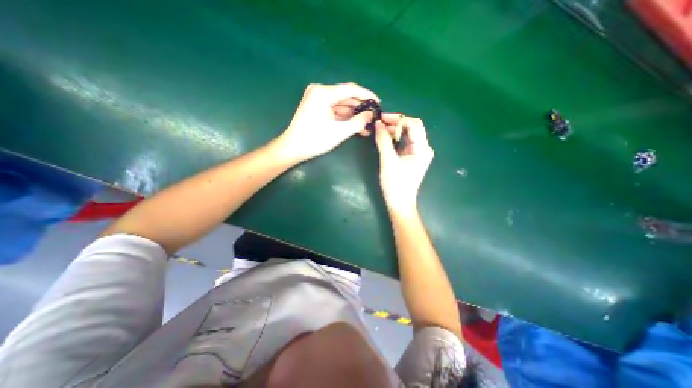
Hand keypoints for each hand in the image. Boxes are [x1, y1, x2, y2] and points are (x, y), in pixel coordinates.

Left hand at [277, 84, 380, 163]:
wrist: (293, 148)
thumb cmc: (315, 140)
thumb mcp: (339, 132)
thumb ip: (358, 122)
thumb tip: (371, 114)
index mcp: (323, 93)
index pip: (350, 89)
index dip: (366, 95)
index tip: (378, 102)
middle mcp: (320, 91)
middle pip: (346, 97)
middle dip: (360, 108)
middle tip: (373, 117)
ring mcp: (317, 98)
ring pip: (342, 104)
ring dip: (353, 115)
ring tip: (366, 125)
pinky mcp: (317, 106)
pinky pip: (335, 109)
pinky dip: (344, 117)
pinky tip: (355, 126)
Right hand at [377, 116, 434, 213]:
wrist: (399, 203)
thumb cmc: (396, 184)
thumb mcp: (388, 161)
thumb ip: (383, 141)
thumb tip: (378, 123)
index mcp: (422, 148)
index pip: (414, 124)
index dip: (398, 119)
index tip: (381, 118)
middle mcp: (423, 148)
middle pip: (412, 127)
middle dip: (396, 123)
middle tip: (379, 123)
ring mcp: (417, 153)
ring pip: (407, 134)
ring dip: (394, 130)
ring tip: (380, 130)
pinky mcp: (411, 157)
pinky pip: (404, 142)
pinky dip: (394, 138)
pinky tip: (385, 138)